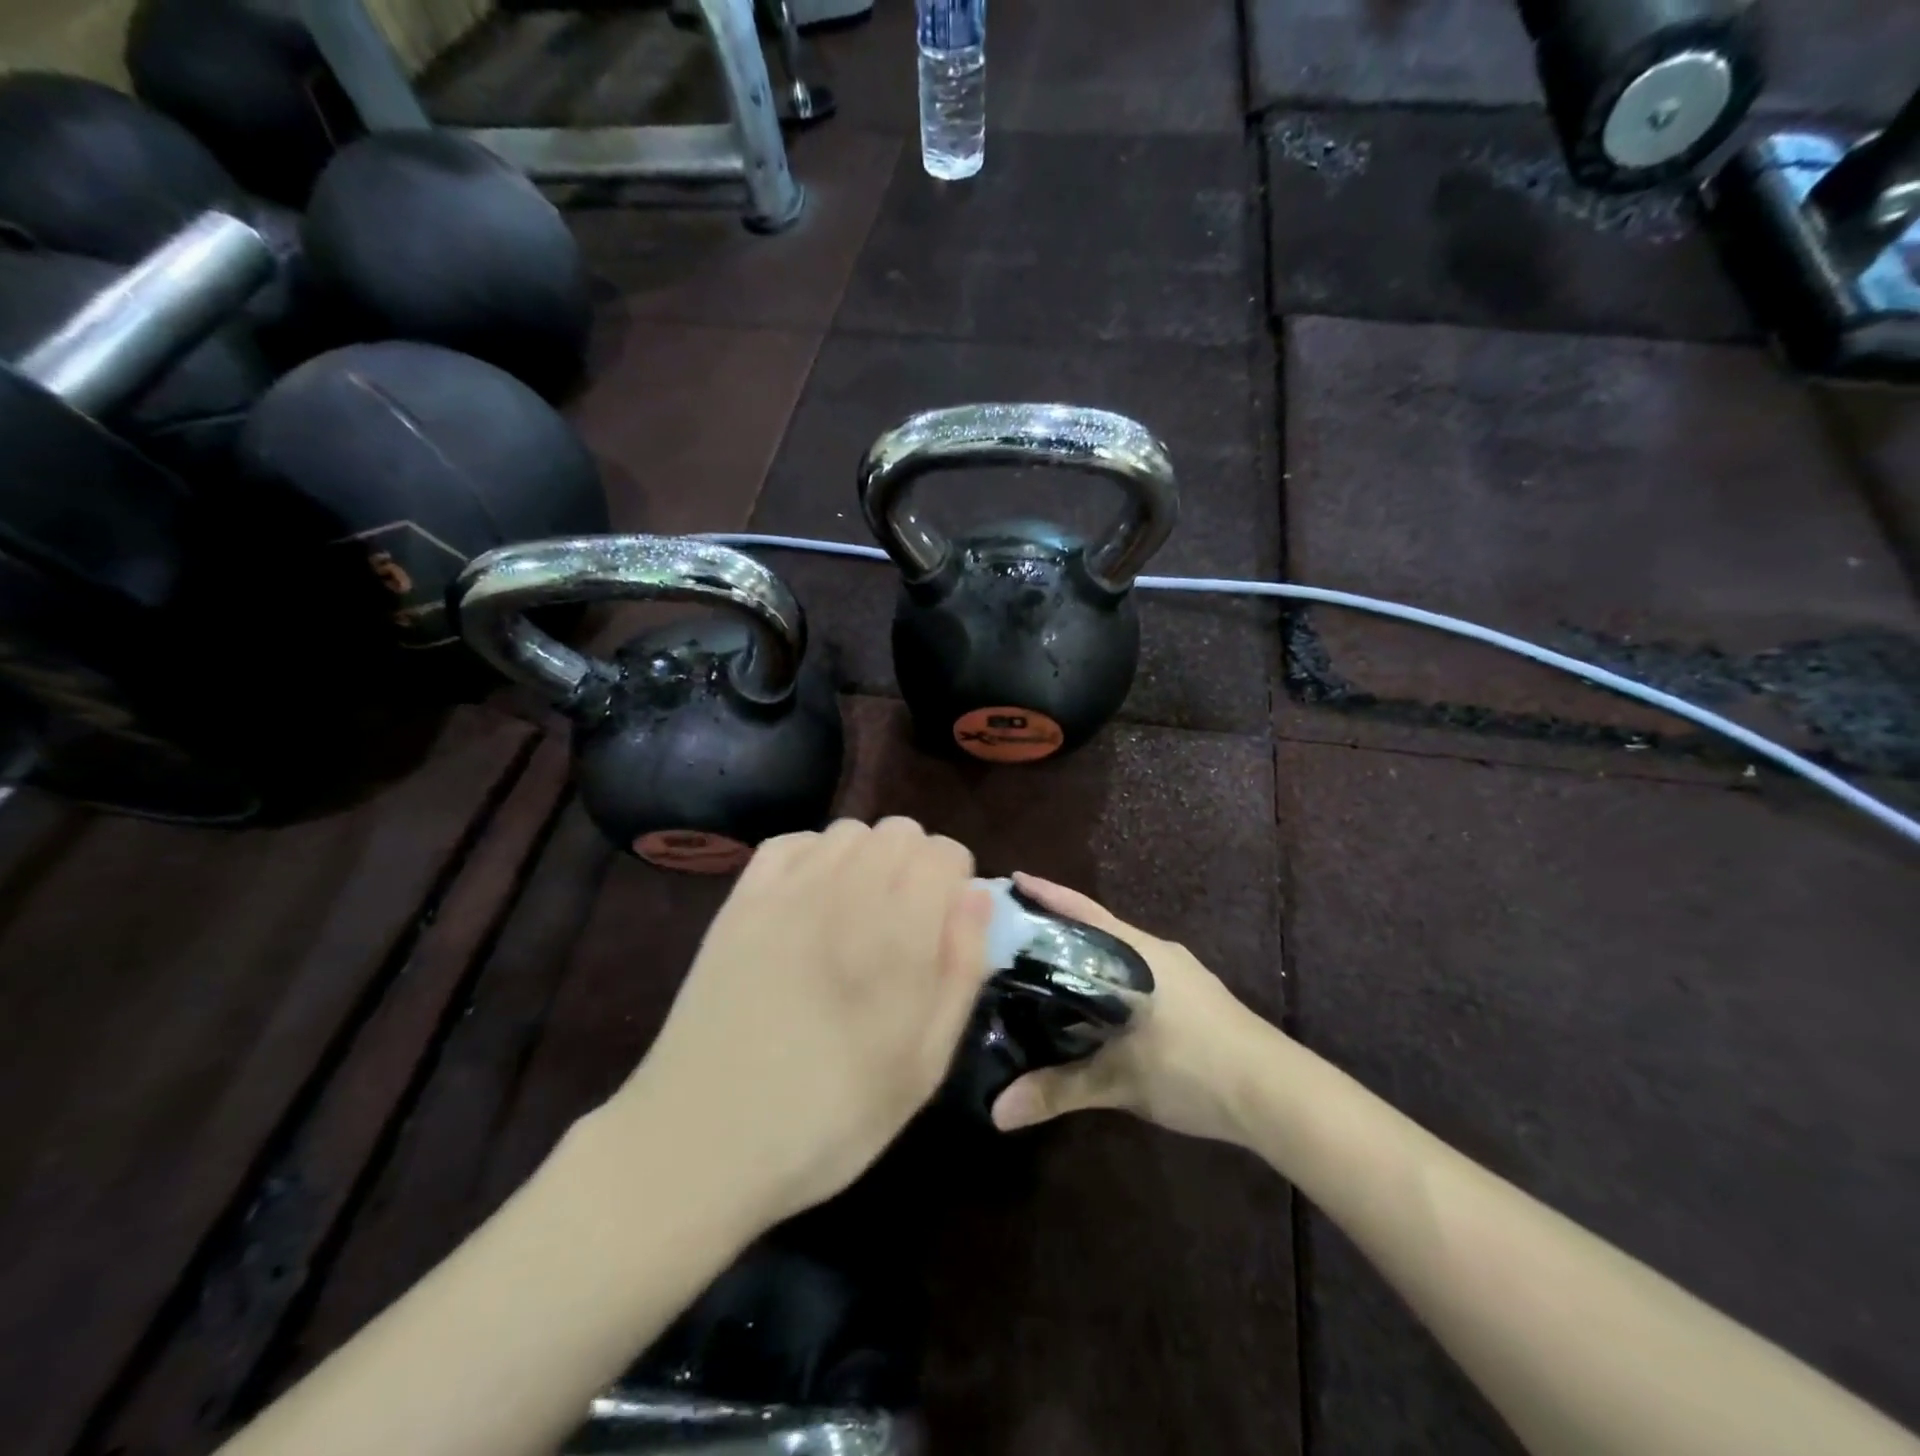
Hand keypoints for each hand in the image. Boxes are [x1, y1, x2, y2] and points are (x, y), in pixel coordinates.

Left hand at [617, 818, 992, 1228]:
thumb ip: (961, 970)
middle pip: (900, 831)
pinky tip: (811, 901)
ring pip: (849, 831)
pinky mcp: (741, 900)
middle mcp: (844, 891)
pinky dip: (815, 856)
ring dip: (869, 859)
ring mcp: (785, 890)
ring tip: (859, 915)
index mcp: (897, 932)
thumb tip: (977, 896)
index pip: (945, 852)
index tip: (945, 928)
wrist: (701, 1142)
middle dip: (918, 866)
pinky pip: (791, 842)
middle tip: (906, 926)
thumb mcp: (924, 1065)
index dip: (956, 884)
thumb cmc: (829, 1118)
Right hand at [991, 873, 1274, 1143]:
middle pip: (1098, 928)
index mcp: (1138, 954)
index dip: (1047, 895)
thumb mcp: (1120, 1081)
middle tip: (1015, 930)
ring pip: (1119, 954)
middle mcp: (1157, 953)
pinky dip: (1109, 978)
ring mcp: (1180, 974)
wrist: (1277, 1095)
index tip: (1013, 880)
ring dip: (1086, 955)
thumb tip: (997, 1111)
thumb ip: (1058, 1091)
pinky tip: (1095, 1003)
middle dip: (1059, 927)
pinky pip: (1138, 974)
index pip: (1083, 912)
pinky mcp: (1194, 998)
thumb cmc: (1194, 1068)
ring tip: (1046, 966)